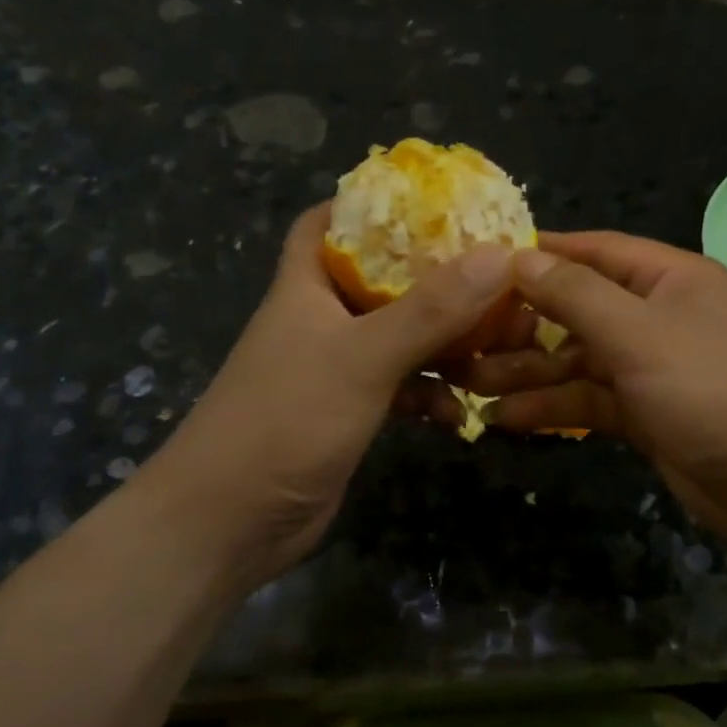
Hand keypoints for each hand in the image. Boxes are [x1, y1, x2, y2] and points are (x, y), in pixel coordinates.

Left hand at [139, 204, 514, 590]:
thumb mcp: (363, 357)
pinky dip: (432, 394)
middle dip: (437, 279)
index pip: (329, 222)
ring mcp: (336, 368)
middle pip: (384, 279)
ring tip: (498, 348)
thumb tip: (500, 256)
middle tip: (494, 275)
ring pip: (402, 336)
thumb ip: (431, 309)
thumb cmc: (285, 420)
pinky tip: (459, 415)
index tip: (431, 201)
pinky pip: (402, 387)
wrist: (226, 525)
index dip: (371, 203)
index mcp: (307, 285)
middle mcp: (322, 318)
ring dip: (446, 343)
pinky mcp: (350, 412)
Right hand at [452, 232, 726, 557]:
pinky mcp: (650, 416)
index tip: (484, 263)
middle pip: (581, 309)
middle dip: (525, 325)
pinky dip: (555, 409)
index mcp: (671, 279)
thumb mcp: (640, 334)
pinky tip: (508, 419)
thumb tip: (520, 257)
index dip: (541, 254)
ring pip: (580, 360)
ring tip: (472, 385)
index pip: (596, 251)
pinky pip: (592, 401)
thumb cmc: (715, 389)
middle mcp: (661, 316)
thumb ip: (576, 295)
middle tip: (464, 339)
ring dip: (530, 372)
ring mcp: (656, 368)